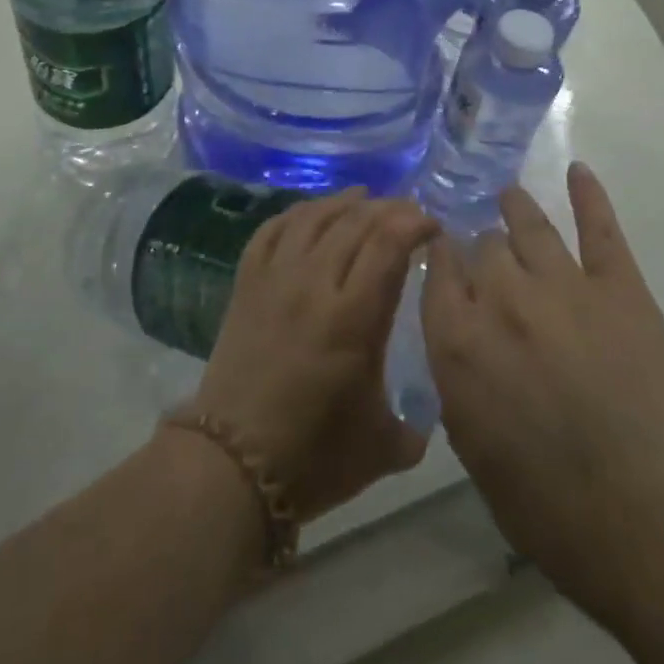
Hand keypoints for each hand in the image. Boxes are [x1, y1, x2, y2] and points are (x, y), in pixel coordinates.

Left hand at [193, 189, 434, 521]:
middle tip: (408, 212)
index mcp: (353, 318)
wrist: (231, 466)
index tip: (433, 226)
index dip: (414, 224)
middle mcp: (314, 284)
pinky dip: (296, 214)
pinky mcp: (246, 285)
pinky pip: (271, 231)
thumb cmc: (313, 458)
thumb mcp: (382, 447)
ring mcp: (275, 280)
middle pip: (354, 223)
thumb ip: (414, 424)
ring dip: (343, 202)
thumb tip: (425, 417)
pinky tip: (310, 213)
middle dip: (389, 209)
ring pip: (312, 218)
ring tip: (364, 197)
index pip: (388, 245)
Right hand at [422, 163, 663, 624]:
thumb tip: (457, 340)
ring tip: (508, 195)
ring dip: (514, 206)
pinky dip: (588, 195)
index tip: (439, 251)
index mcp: (458, 341)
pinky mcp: (618, 286)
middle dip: (479, 247)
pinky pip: (599, 227)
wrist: (652, 518)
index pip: (436, 271)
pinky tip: (578, 170)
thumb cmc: (551, 507)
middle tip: (484, 252)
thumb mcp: (474, 450)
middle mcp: (501, 298)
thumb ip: (456, 381)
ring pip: (528, 225)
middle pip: (482, 246)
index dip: (437, 255)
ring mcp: (562, 285)